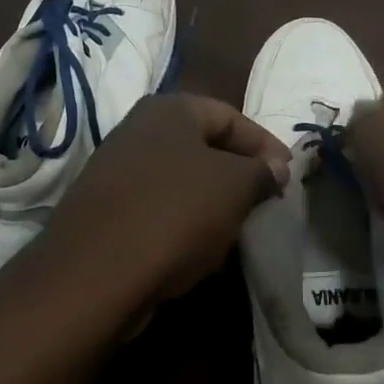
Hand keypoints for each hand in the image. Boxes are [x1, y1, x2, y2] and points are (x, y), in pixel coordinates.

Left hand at [42, 92, 290, 302]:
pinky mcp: (104, 210)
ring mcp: (115, 170)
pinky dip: (182, 223)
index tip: (289, 176)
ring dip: (212, 202)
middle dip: (239, 174)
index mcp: (169, 109)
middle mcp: (137, 129)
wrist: (94, 274)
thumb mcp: (234, 187)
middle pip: (204, 147)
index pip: (232, 116)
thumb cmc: (175, 213)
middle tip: (266, 201)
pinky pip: (157, 208)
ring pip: (181, 180)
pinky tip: (197, 251)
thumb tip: (275, 168)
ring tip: (236, 229)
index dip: (266, 145)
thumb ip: (261, 171)